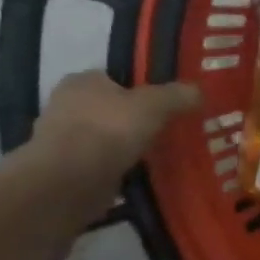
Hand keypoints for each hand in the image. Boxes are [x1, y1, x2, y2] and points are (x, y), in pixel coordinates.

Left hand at [32, 72, 199, 185]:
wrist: (69, 182)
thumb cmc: (109, 130)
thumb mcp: (156, 105)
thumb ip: (178, 95)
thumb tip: (198, 90)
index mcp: (82, 80)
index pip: (116, 77)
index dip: (142, 88)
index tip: (165, 104)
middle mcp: (66, 104)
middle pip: (111, 107)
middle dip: (134, 119)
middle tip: (166, 129)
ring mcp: (61, 138)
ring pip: (105, 136)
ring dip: (126, 145)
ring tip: (157, 154)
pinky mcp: (64, 169)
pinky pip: (100, 162)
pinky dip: (117, 167)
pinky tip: (139, 173)